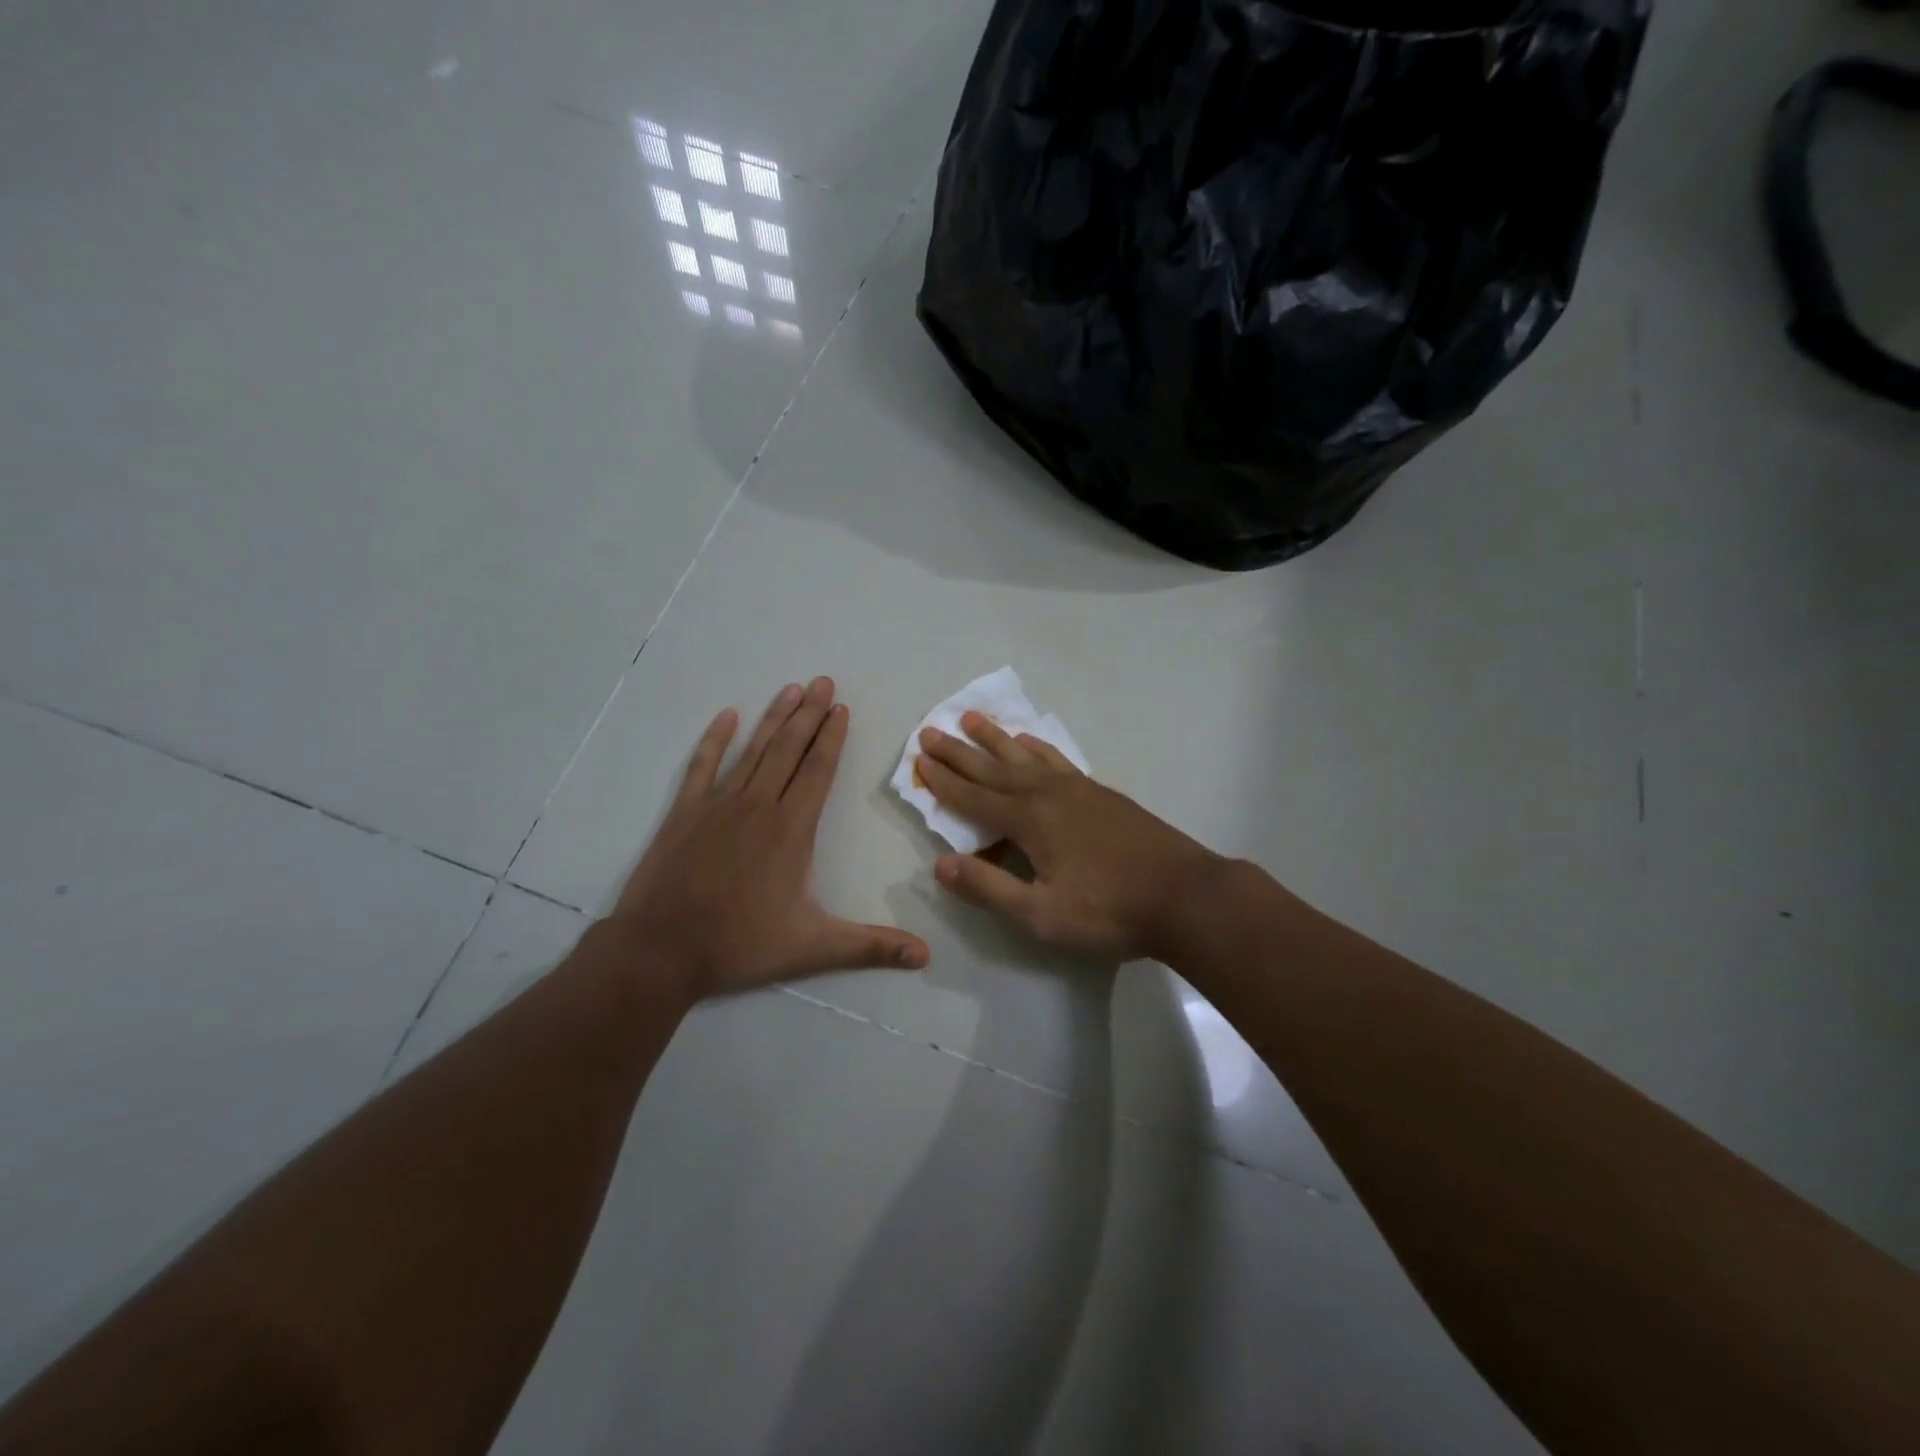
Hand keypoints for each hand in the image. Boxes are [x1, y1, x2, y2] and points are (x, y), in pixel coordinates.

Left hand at [610, 678, 930, 1000]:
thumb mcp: (814, 949)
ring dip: (774, 718)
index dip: (832, 738)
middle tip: (823, 681)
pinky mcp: (685, 812)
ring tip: (792, 688)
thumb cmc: (740, 944)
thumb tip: (926, 956)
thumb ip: (871, 947)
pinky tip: (727, 715)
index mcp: (791, 830)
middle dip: (809, 714)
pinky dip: (715, 739)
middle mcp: (758, 805)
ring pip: (753, 750)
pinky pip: (703, 765)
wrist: (660, 951)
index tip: (841, 708)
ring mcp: (718, 805)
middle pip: (789, 750)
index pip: (818, 771)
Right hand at [916, 712, 1224, 960]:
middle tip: (929, 731)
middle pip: (993, 768)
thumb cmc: (1109, 911)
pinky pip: (1057, 759)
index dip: (943, 781)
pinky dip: (1036, 747)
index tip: (919, 761)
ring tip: (970, 718)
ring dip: (994, 739)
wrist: (1184, 895)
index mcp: (1030, 821)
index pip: (974, 798)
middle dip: (958, 752)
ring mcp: (1077, 789)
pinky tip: (1030, 743)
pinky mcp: (1100, 793)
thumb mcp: (1042, 914)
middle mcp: (1048, 794)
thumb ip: (990, 888)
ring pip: (1024, 755)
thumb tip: (941, 866)